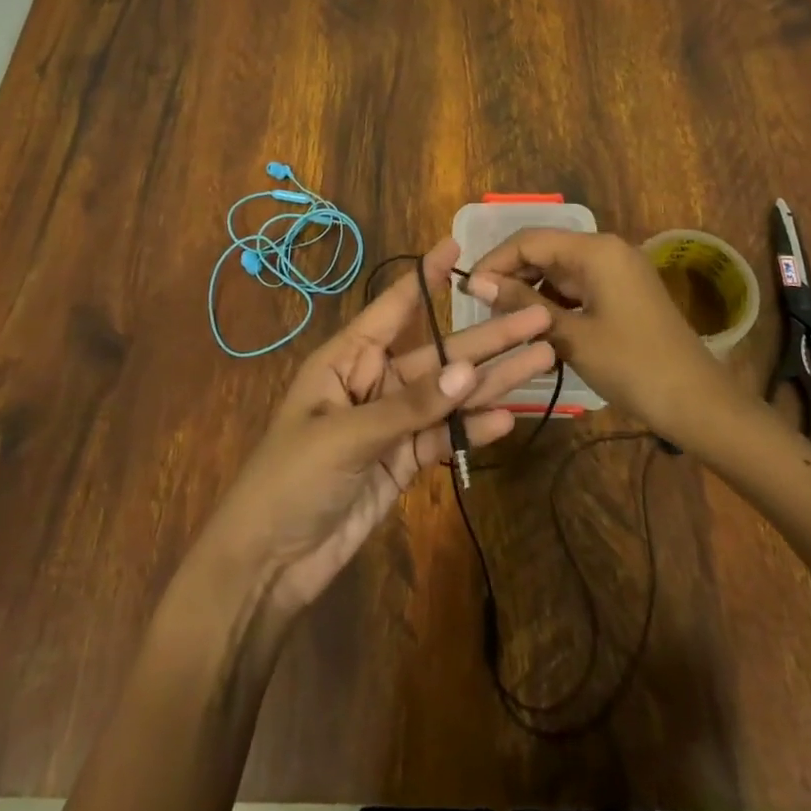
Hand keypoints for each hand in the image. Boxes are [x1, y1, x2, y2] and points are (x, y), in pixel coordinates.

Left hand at [191, 239, 553, 624]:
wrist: (268, 563)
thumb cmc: (291, 480)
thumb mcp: (347, 435)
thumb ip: (410, 405)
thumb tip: (469, 371)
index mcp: (347, 359)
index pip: (393, 307)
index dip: (426, 278)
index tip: (459, 247)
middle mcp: (373, 382)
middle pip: (438, 354)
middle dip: (487, 337)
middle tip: (538, 316)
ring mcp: (391, 423)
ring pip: (449, 394)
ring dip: (493, 380)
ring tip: (543, 358)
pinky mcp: (402, 462)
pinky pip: (444, 436)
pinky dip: (473, 428)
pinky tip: (508, 418)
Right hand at [468, 228, 724, 432]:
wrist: (698, 403)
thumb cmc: (633, 366)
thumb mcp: (571, 335)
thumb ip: (523, 304)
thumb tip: (477, 283)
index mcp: (595, 250)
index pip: (529, 240)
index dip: (494, 262)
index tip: (467, 292)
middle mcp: (606, 250)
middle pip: (544, 251)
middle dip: (511, 277)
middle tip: (484, 312)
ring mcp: (617, 271)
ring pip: (559, 271)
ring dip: (531, 292)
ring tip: (505, 324)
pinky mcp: (623, 293)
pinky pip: (578, 287)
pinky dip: (554, 303)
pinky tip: (537, 330)